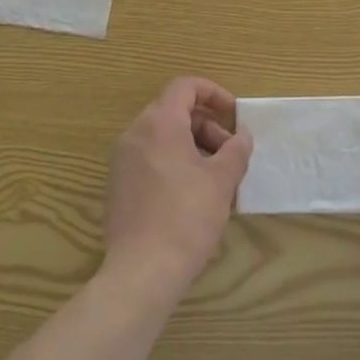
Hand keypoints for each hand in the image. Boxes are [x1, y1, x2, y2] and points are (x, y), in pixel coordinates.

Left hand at [102, 77, 251, 297]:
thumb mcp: (221, 181)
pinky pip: (149, 158)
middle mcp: (135, 134)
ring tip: (214, 177)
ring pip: (161, 136)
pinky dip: (173, 162)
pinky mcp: (117, 185)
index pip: (185, 87)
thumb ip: (235, 151)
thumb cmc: (186, 218)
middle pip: (173, 111)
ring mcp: (122, 160)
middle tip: (229, 153)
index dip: (213, 93)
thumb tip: (242, 137)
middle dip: (206, 125)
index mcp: (159, 123)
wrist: (141, 272)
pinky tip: (191, 194)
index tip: (234, 114)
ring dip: (192, 145)